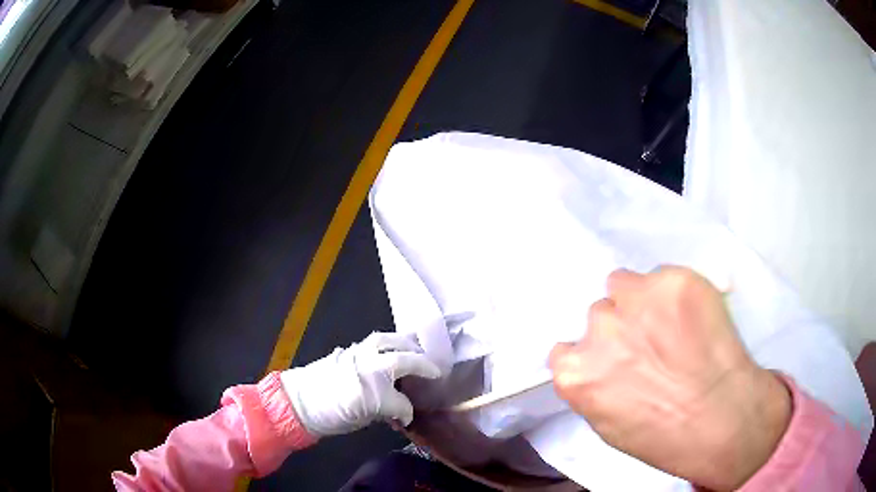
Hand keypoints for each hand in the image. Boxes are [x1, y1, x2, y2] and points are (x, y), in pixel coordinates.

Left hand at [281, 332, 439, 436]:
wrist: (297, 402)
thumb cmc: (329, 415)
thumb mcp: (361, 419)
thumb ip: (385, 411)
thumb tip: (400, 412)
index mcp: (373, 389)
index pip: (401, 400)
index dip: (406, 410)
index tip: (408, 416)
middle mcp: (369, 366)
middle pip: (403, 357)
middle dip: (421, 361)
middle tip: (433, 367)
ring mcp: (357, 354)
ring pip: (387, 340)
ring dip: (405, 344)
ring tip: (415, 349)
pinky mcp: (348, 350)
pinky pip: (373, 341)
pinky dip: (387, 343)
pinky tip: (390, 350)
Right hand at [549, 267, 791, 490]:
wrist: (719, 418)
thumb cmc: (662, 435)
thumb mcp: (607, 424)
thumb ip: (592, 386)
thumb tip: (598, 365)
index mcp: (575, 371)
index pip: (565, 349)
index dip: (593, 354)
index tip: (613, 360)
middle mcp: (598, 328)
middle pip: (599, 313)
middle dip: (620, 327)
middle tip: (650, 345)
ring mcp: (636, 299)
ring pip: (624, 284)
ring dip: (640, 301)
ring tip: (671, 324)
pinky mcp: (672, 280)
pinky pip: (661, 276)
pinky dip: (672, 293)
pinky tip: (692, 317)